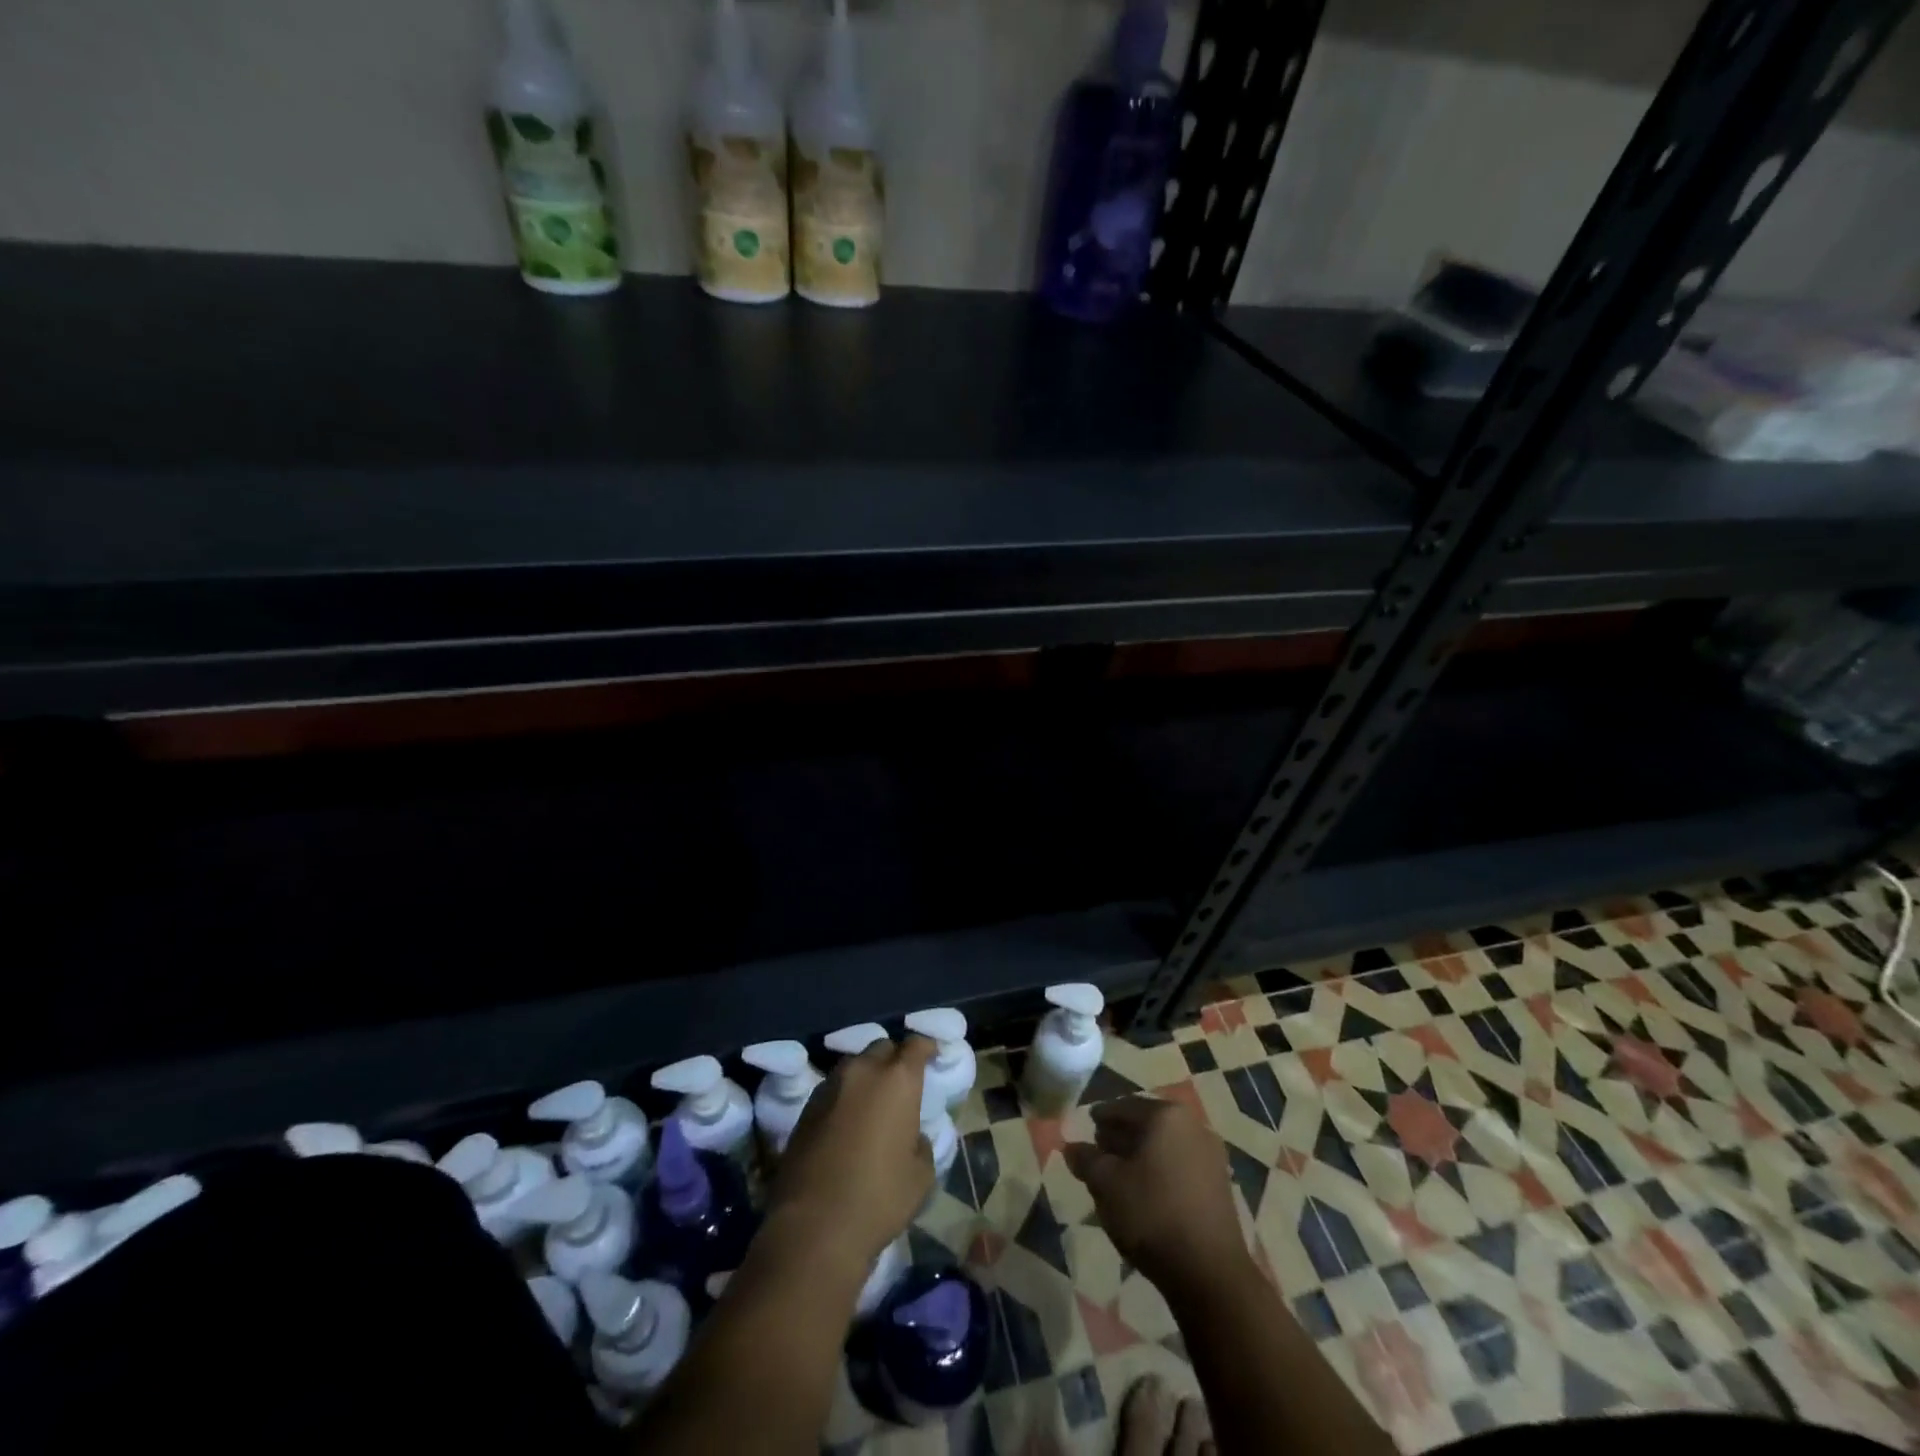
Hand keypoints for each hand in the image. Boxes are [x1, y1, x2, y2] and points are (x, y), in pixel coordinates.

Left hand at [765, 1035, 935, 1271]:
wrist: (814, 1226)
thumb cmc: (879, 1198)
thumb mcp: (921, 1176)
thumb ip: (921, 1143)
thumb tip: (911, 1136)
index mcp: (897, 1080)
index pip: (916, 1045)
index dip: (926, 1047)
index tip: (932, 1054)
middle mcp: (863, 1071)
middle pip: (882, 1048)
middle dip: (894, 1059)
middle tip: (902, 1083)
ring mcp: (830, 1086)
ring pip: (855, 1066)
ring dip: (867, 1077)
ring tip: (873, 1103)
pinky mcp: (806, 1107)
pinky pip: (834, 1088)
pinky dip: (845, 1096)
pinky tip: (847, 1123)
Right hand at [1063, 1097, 1251, 1293]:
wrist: (1210, 1272)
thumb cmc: (1152, 1214)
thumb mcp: (1106, 1185)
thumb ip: (1086, 1160)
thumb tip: (1072, 1148)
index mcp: (1165, 1115)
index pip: (1123, 1107)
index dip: (1100, 1118)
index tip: (1086, 1129)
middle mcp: (1192, 1125)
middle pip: (1146, 1123)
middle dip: (1121, 1136)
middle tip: (1099, 1152)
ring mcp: (1211, 1155)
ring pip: (1164, 1145)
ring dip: (1141, 1155)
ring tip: (1119, 1177)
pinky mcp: (1219, 1184)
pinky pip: (1180, 1165)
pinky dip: (1160, 1171)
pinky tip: (1145, 1194)